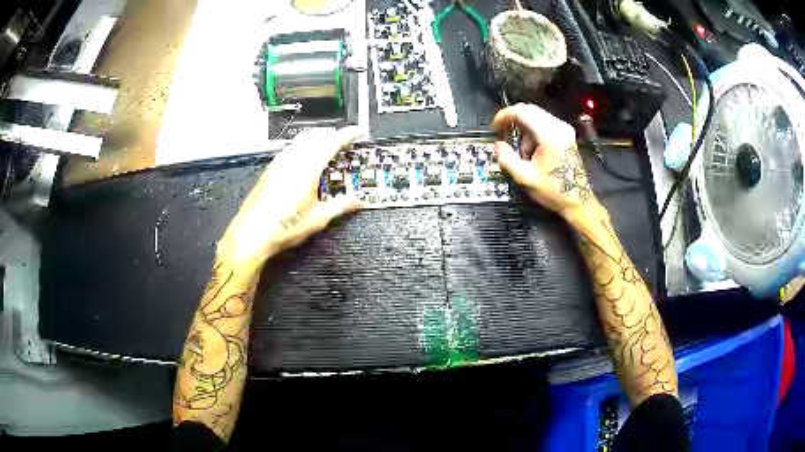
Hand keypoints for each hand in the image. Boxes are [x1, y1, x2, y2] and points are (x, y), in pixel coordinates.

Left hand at [217, 128, 362, 276]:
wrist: (252, 234)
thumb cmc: (283, 226)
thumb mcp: (318, 218)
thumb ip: (341, 206)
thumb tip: (357, 201)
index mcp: (307, 168)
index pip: (332, 142)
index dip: (347, 134)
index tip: (357, 131)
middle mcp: (292, 159)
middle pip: (316, 136)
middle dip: (332, 134)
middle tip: (344, 140)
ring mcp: (279, 162)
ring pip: (301, 139)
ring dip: (317, 138)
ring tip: (326, 147)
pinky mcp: (270, 169)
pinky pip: (291, 148)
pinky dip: (303, 146)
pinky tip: (304, 158)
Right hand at [493, 104, 601, 219]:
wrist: (578, 201)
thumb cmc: (553, 191)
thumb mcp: (524, 177)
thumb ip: (507, 158)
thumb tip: (499, 145)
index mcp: (548, 135)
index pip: (521, 112)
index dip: (504, 116)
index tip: (495, 128)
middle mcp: (558, 126)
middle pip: (529, 110)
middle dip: (513, 120)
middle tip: (502, 133)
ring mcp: (565, 129)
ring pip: (537, 116)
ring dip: (524, 129)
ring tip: (521, 151)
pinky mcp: (567, 135)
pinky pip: (545, 124)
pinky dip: (533, 132)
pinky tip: (532, 151)